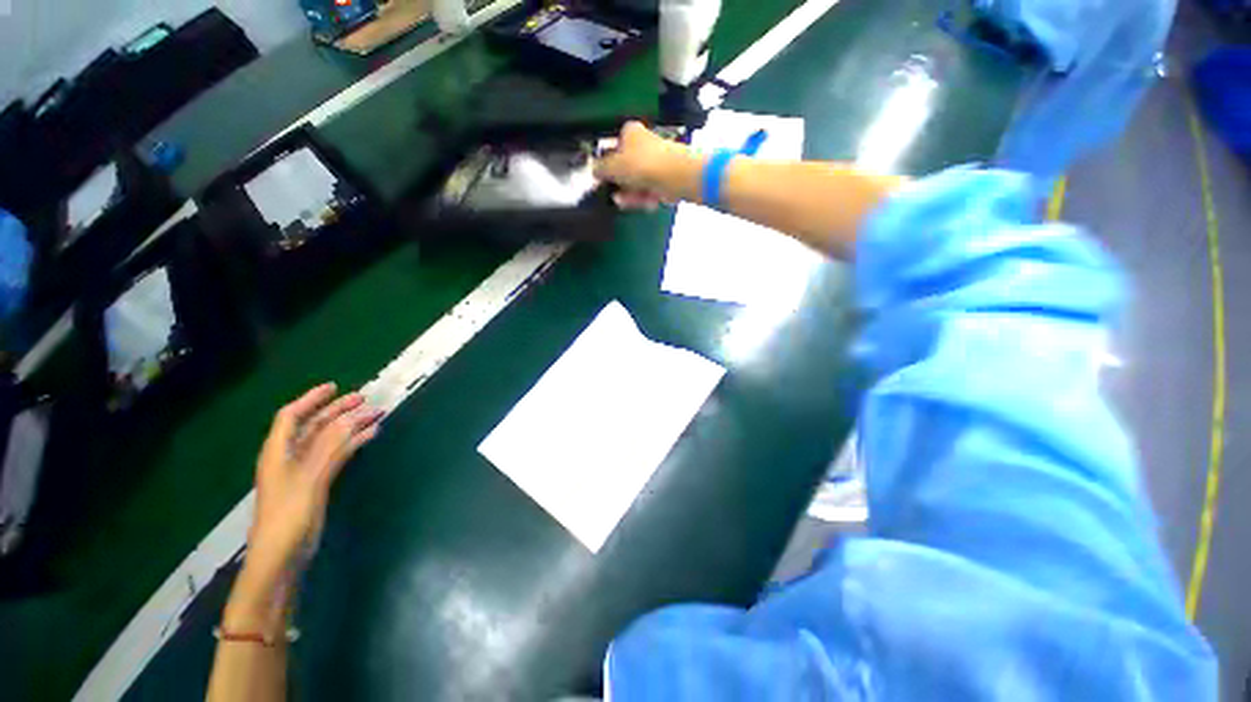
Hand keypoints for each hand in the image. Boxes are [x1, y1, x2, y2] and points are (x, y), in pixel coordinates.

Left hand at [246, 384, 382, 583]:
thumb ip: (331, 447)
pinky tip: (369, 437)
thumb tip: (354, 418)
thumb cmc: (288, 516)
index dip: (311, 399)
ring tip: (375, 416)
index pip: (292, 416)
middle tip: (364, 399)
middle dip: (337, 411)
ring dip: (349, 427)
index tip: (334, 387)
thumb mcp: (309, 479)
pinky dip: (352, 444)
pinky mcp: (315, 484)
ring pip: (328, 440)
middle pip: (313, 426)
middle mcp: (289, 457)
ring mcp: (303, 471)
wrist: (281, 556)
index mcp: (278, 452)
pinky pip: (336, 455)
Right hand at [594, 121, 697, 209]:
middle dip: (621, 186)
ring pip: (638, 182)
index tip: (602, 180)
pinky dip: (647, 198)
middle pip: (626, 169)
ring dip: (633, 195)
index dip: (607, 165)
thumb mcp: (613, 166)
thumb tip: (594, 170)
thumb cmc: (642, 165)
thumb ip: (600, 169)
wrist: (678, 176)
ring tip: (631, 203)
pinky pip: (651, 190)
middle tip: (617, 196)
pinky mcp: (666, 178)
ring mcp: (656, 162)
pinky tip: (647, 203)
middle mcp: (644, 144)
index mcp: (630, 133)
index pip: (612, 148)